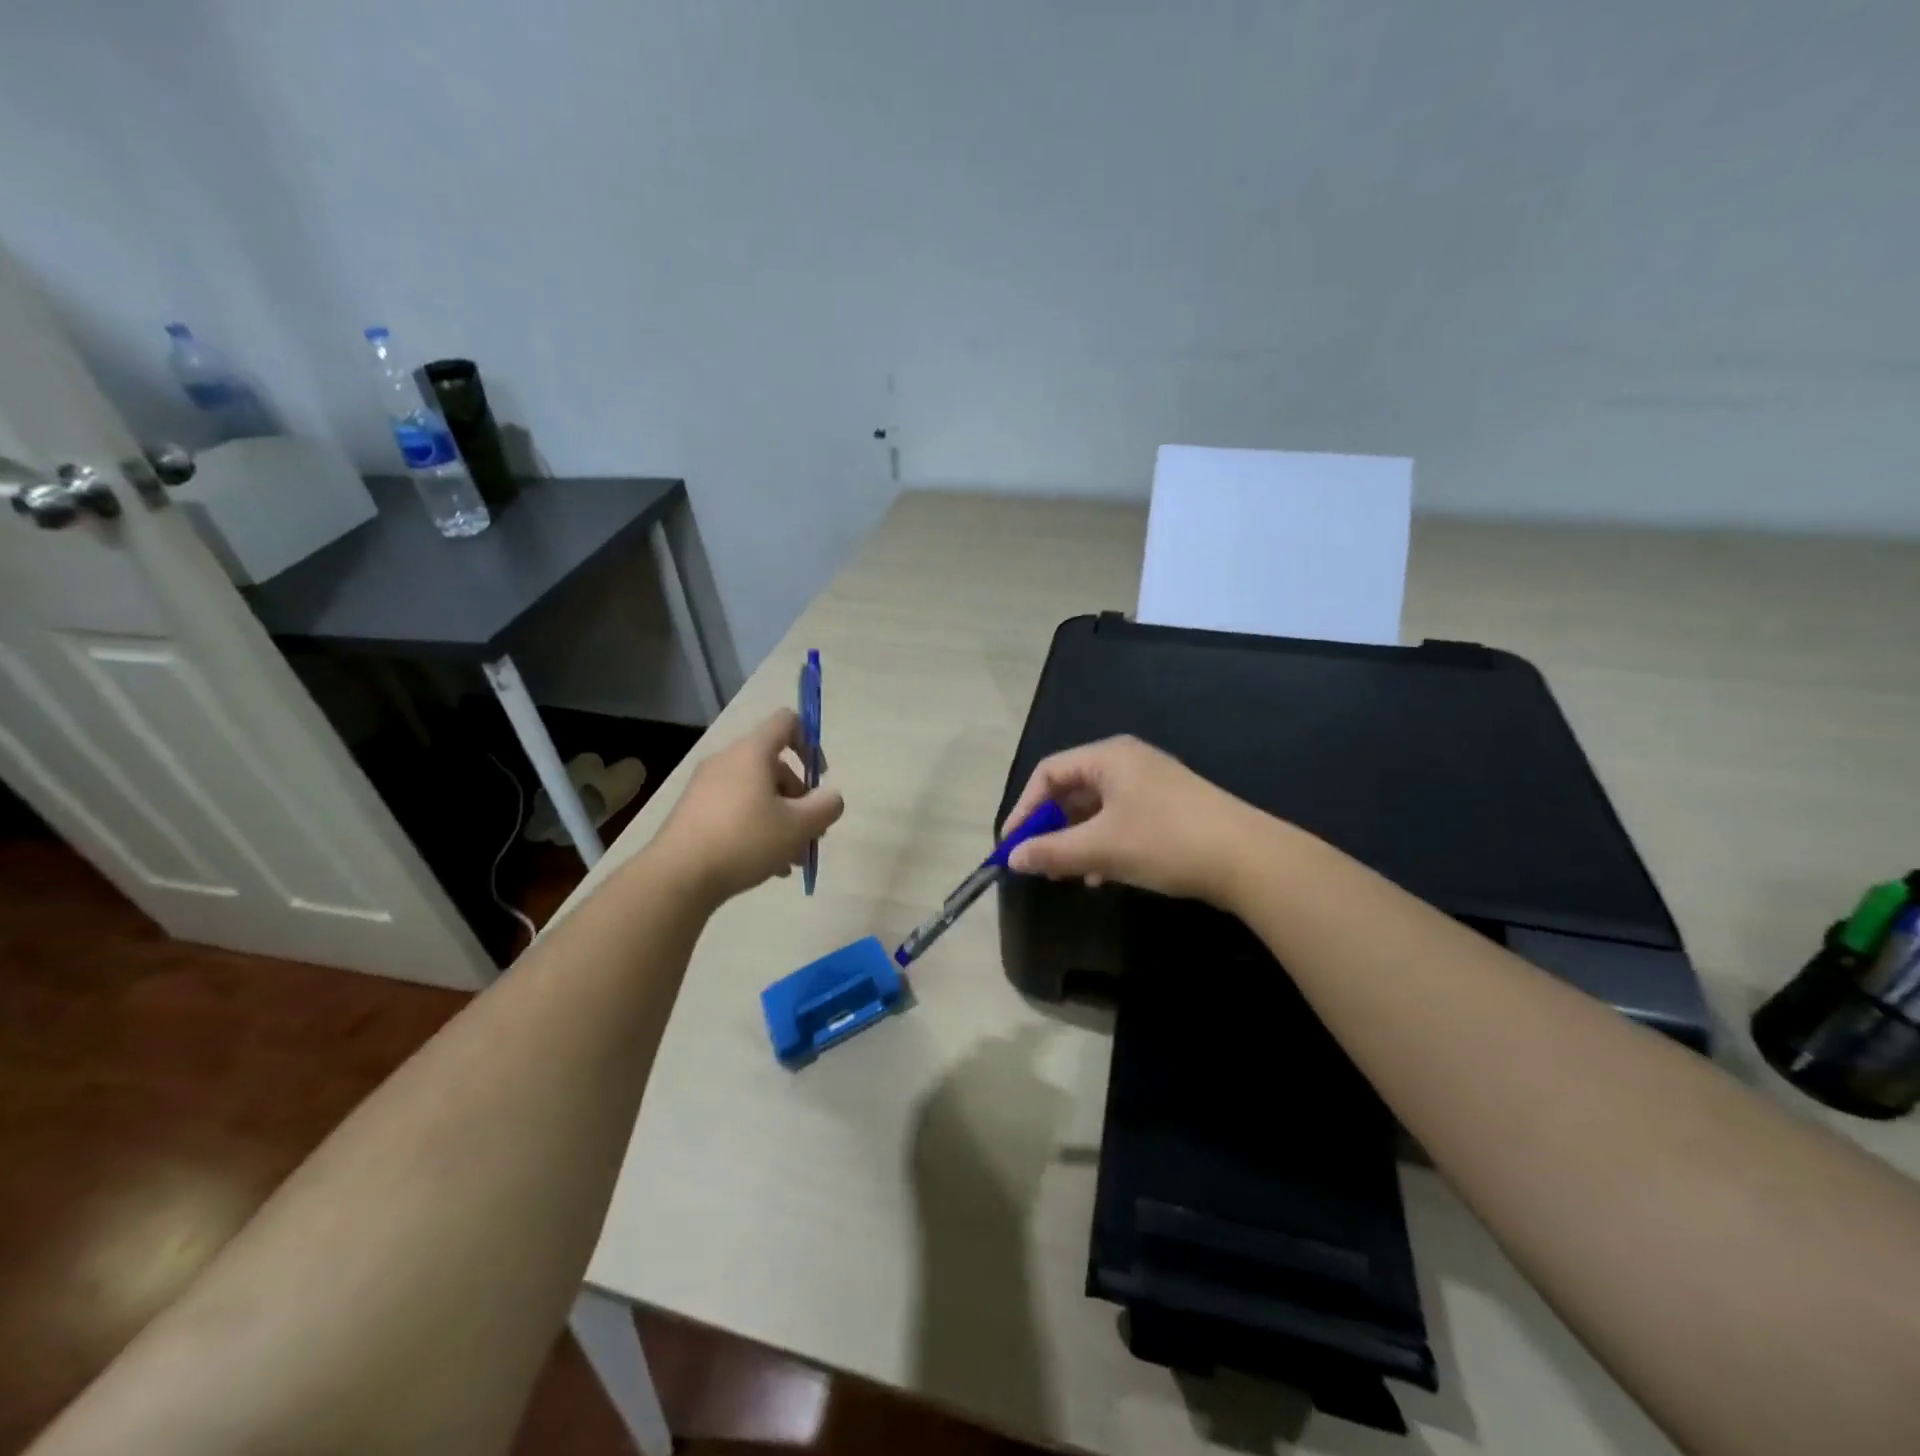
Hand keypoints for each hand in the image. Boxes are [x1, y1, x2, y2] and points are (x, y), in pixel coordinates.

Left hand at [652, 709, 843, 904]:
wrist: (677, 877)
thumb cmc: (744, 840)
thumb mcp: (799, 826)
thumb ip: (825, 807)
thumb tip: (831, 797)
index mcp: (752, 753)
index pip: (786, 721)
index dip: (810, 742)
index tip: (818, 777)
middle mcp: (726, 762)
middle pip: (775, 766)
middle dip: (799, 797)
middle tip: (811, 831)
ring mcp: (706, 788)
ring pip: (757, 794)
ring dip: (782, 820)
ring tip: (794, 859)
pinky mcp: (694, 813)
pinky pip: (736, 811)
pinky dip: (757, 830)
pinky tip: (769, 867)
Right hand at [999, 736, 1261, 906]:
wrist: (1249, 859)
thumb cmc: (1165, 841)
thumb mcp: (1101, 848)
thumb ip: (1051, 851)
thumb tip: (1012, 858)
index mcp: (1108, 757)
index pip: (1048, 773)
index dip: (1024, 808)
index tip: (1012, 845)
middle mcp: (1128, 761)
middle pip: (1072, 789)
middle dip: (1050, 827)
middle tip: (1038, 861)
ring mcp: (1152, 783)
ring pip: (1097, 808)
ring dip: (1076, 840)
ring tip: (1067, 873)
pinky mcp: (1169, 807)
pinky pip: (1120, 819)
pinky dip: (1103, 843)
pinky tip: (1102, 875)